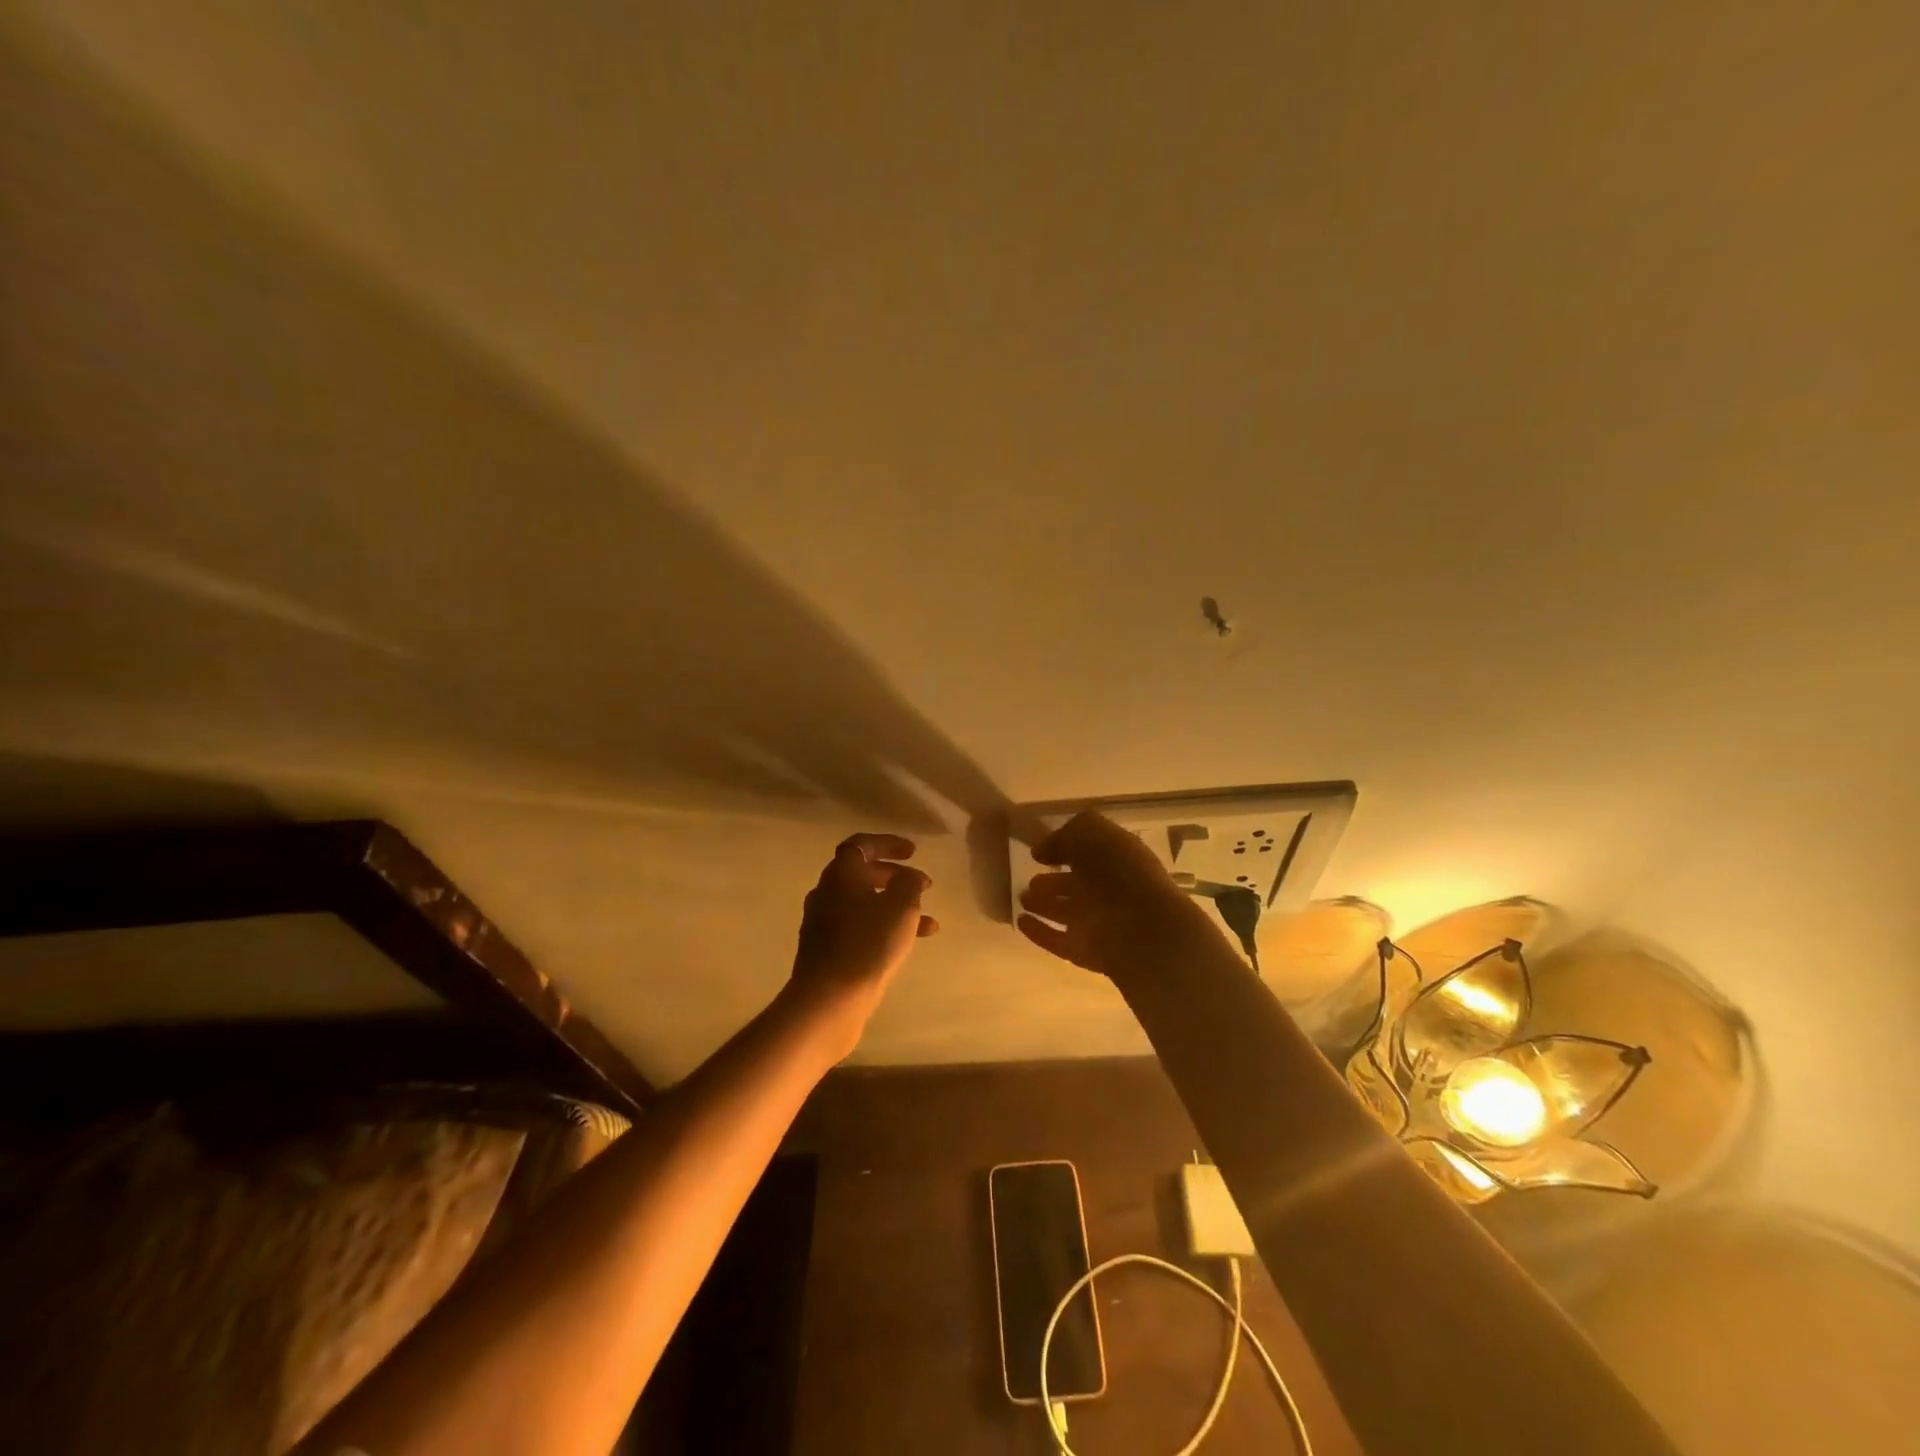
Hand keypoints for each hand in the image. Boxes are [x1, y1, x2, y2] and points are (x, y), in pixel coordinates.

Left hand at [788, 833, 937, 1042]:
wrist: (829, 999)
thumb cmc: (868, 944)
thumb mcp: (901, 907)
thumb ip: (908, 884)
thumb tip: (907, 877)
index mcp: (841, 874)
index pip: (861, 845)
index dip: (888, 843)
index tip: (913, 852)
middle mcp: (827, 893)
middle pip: (862, 874)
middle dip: (895, 876)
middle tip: (923, 884)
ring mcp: (823, 923)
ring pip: (864, 904)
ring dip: (895, 907)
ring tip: (928, 923)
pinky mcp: (826, 950)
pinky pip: (859, 928)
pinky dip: (883, 928)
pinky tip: (908, 946)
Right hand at [1016, 811, 1216, 980]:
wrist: (1142, 929)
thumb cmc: (1118, 871)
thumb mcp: (1091, 833)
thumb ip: (1065, 835)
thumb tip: (1042, 850)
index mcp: (1120, 859)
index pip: (1091, 852)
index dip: (1067, 849)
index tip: (1040, 853)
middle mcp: (1111, 890)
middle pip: (1078, 885)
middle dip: (1054, 882)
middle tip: (1030, 881)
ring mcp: (1100, 923)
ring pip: (1068, 912)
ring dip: (1044, 906)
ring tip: (1021, 898)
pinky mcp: (1087, 952)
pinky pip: (1058, 939)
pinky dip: (1040, 932)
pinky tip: (1021, 922)